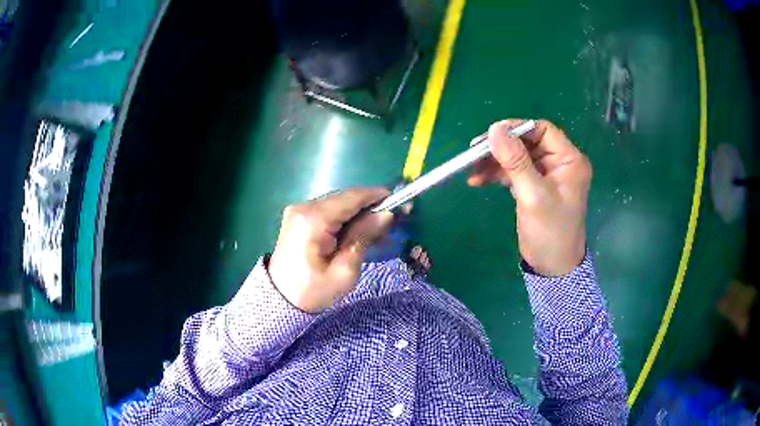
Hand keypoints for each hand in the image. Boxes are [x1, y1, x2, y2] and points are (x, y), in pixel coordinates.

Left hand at [268, 188, 393, 312]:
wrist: (280, 301)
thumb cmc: (313, 291)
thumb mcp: (344, 270)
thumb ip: (363, 237)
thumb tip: (385, 214)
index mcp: (313, 219)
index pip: (351, 197)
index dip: (377, 196)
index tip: (400, 202)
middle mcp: (304, 207)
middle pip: (344, 198)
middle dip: (369, 207)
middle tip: (390, 223)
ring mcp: (298, 211)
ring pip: (337, 204)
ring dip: (357, 214)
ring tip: (375, 232)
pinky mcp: (298, 218)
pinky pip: (327, 211)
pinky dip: (344, 219)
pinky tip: (356, 233)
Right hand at [468, 120, 591, 275]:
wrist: (552, 267)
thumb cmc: (550, 232)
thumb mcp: (533, 195)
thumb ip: (515, 161)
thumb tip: (494, 129)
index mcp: (569, 160)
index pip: (542, 130)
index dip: (516, 129)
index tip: (490, 136)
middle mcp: (559, 163)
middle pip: (526, 142)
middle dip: (501, 147)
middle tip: (474, 153)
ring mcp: (545, 175)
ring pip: (517, 156)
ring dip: (494, 161)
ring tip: (471, 171)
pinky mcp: (534, 186)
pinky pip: (513, 172)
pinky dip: (496, 174)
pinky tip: (478, 180)